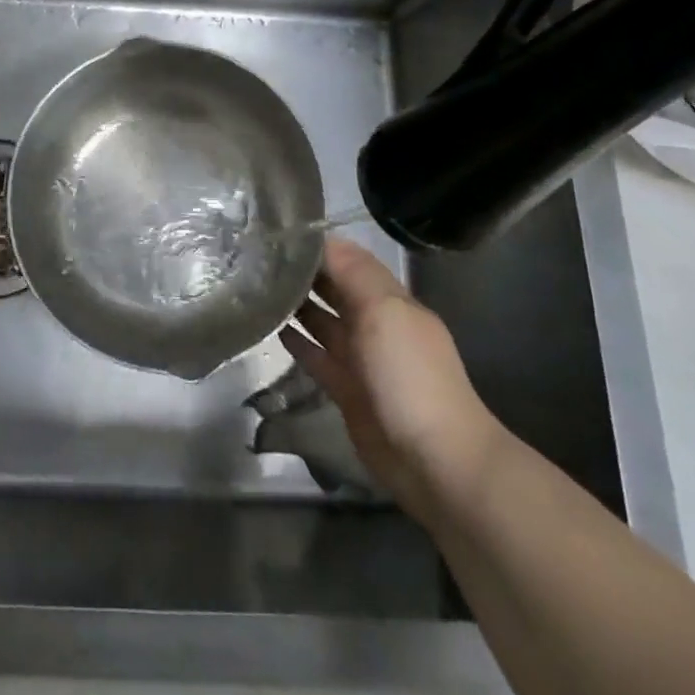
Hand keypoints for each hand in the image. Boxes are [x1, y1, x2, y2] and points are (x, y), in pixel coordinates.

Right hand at [282, 237, 505, 519]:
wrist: (435, 461)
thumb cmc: (409, 375)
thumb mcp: (385, 311)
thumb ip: (353, 272)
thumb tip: (321, 239)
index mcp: (391, 301)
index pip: (350, 261)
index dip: (319, 247)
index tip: (278, 234)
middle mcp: (376, 324)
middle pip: (336, 289)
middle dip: (305, 272)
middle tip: (259, 256)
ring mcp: (361, 359)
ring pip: (324, 322)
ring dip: (298, 304)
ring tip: (259, 287)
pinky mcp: (347, 390)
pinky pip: (318, 357)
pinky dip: (299, 342)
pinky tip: (274, 328)